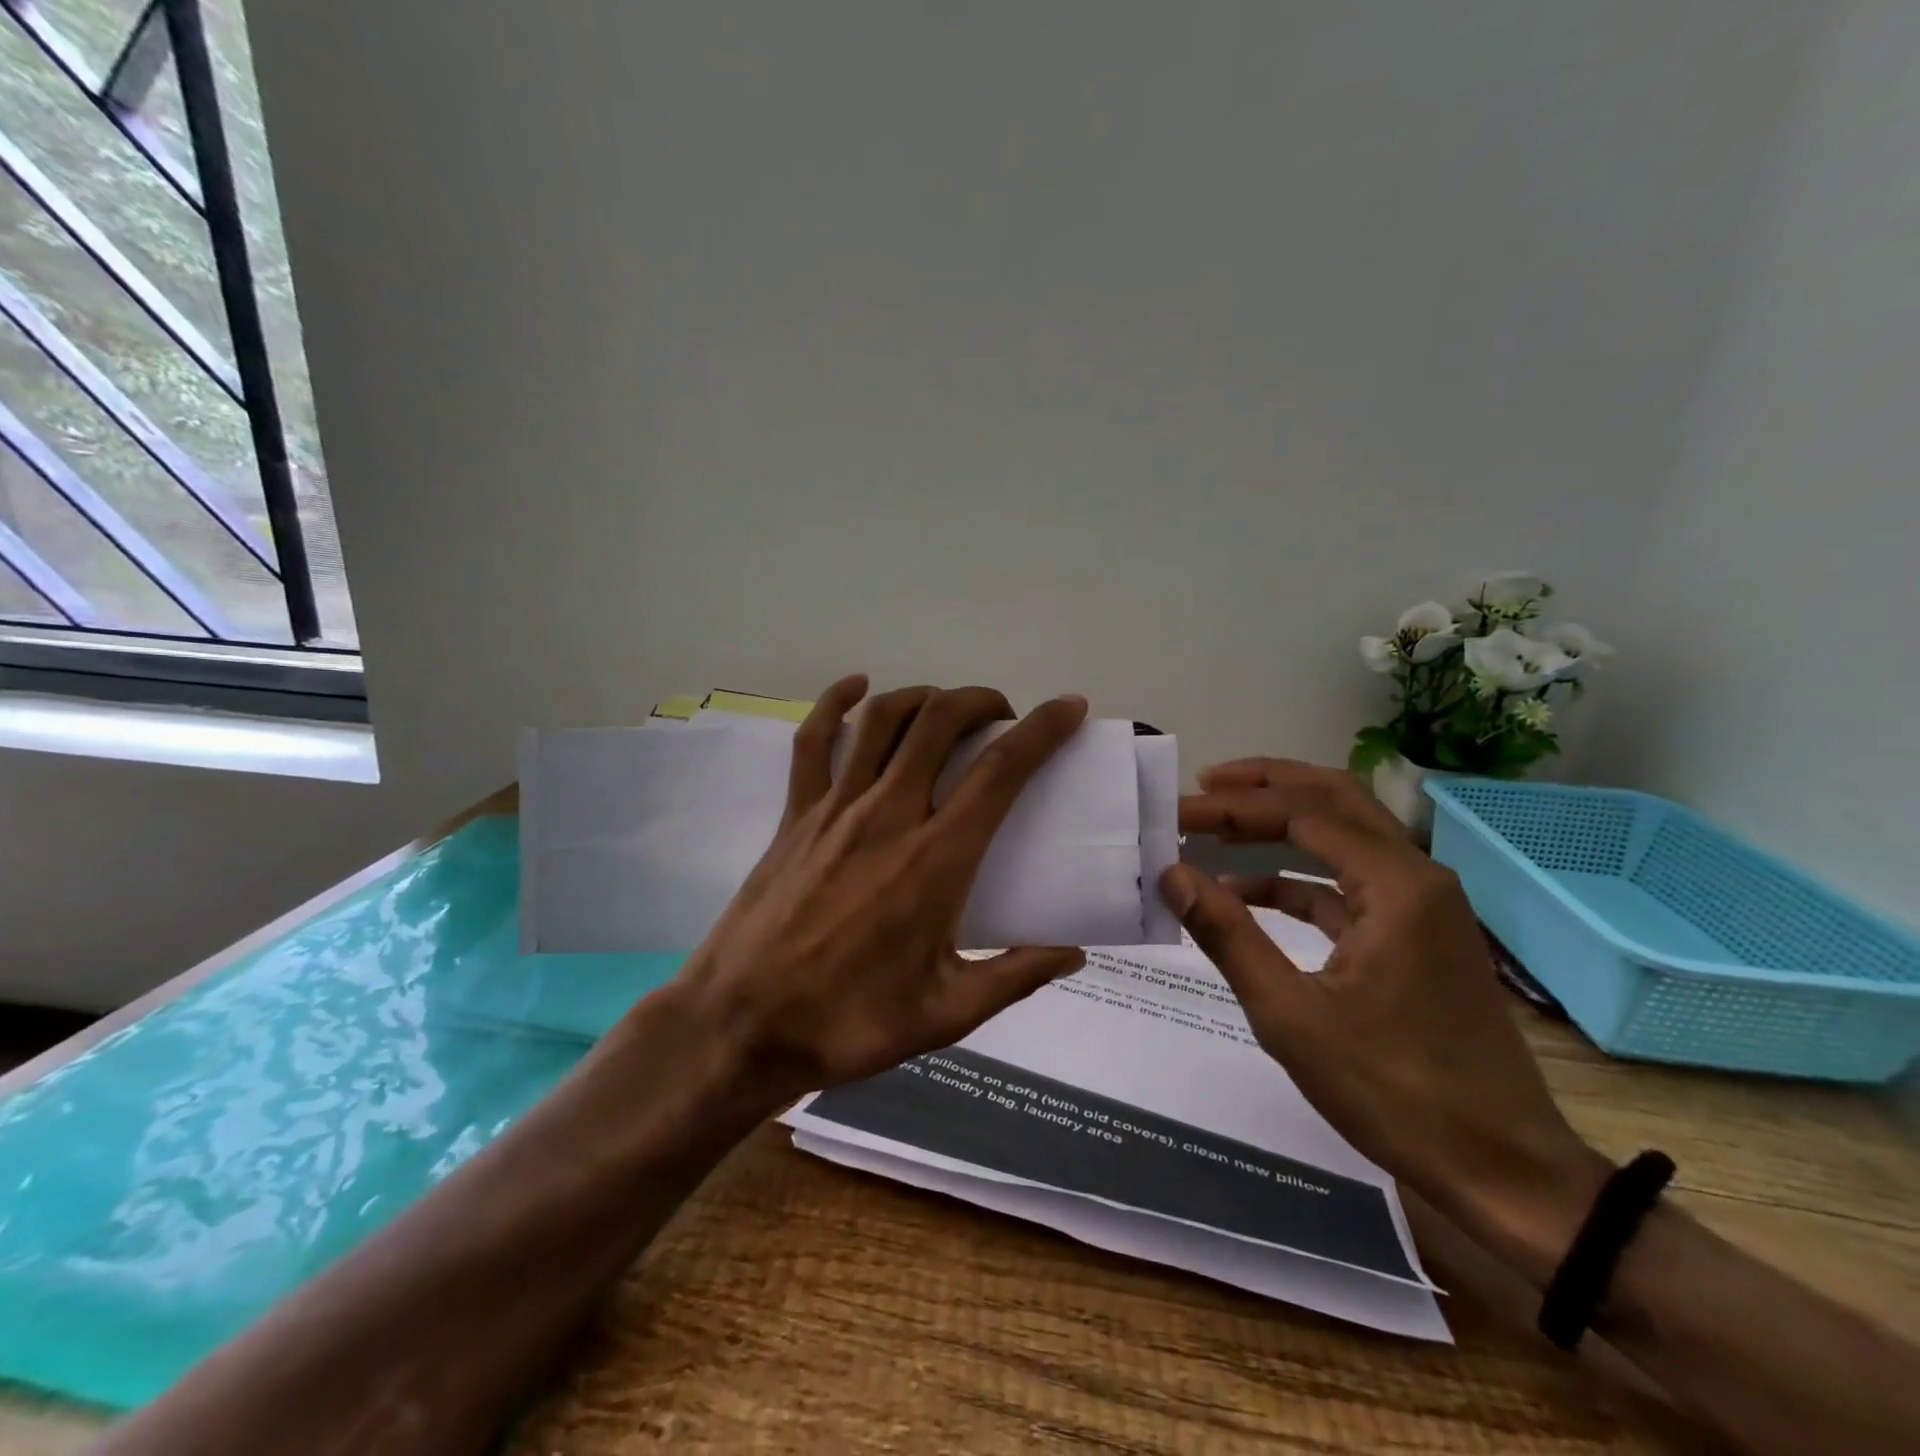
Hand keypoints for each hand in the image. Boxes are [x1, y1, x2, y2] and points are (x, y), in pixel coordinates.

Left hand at [665, 675, 1089, 1101]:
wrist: (742, 1025)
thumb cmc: (849, 1021)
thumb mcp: (947, 1014)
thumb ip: (1016, 977)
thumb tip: (1074, 953)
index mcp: (935, 859)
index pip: (1000, 771)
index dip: (1042, 730)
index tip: (1068, 708)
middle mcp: (888, 815)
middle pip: (940, 722)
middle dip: (981, 701)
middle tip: (1003, 719)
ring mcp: (835, 808)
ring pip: (883, 719)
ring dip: (924, 698)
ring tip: (946, 709)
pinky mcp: (795, 814)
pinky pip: (814, 741)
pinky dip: (835, 703)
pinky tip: (856, 686)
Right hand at [1167, 759, 1610, 1280]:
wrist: (1503, 1171)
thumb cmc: (1394, 1092)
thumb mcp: (1291, 1015)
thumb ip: (1227, 935)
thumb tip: (1172, 875)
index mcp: (1396, 885)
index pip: (1302, 814)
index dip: (1232, 806)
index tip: (1176, 811)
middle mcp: (1416, 876)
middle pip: (1333, 800)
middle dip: (1264, 788)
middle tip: (1202, 787)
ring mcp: (1421, 906)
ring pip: (1343, 836)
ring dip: (1279, 826)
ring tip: (1216, 825)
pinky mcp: (1414, 936)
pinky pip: (1348, 883)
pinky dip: (1296, 877)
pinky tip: (1246, 892)